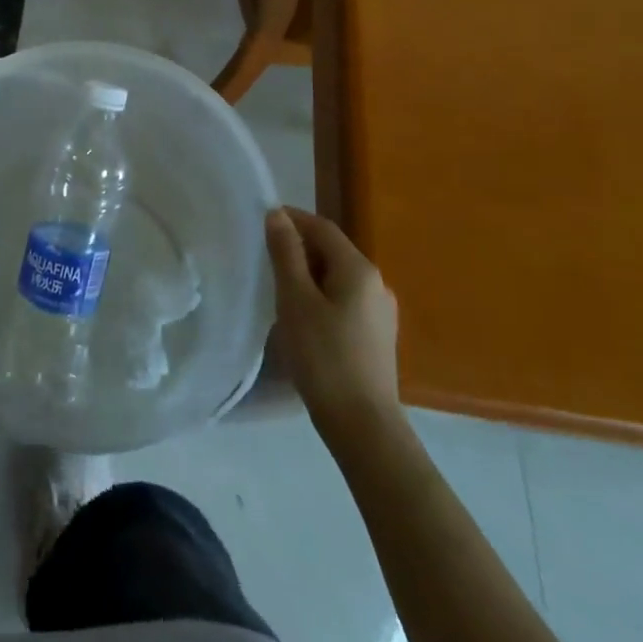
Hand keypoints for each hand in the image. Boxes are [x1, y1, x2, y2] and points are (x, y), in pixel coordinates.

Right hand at [266, 206, 401, 434]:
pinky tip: (304, 319)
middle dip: (298, 249)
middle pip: (332, 251)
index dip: (291, 220)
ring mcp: (381, 312)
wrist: (364, 427)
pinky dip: (322, 298)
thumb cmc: (324, 357)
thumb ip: (286, 253)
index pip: (321, 227)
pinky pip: (346, 301)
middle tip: (265, 262)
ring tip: (279, 291)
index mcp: (358, 268)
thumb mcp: (295, 299)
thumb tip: (277, 214)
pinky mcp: (378, 337)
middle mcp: (376, 283)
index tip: (260, 225)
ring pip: (338, 278)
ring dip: (309, 275)